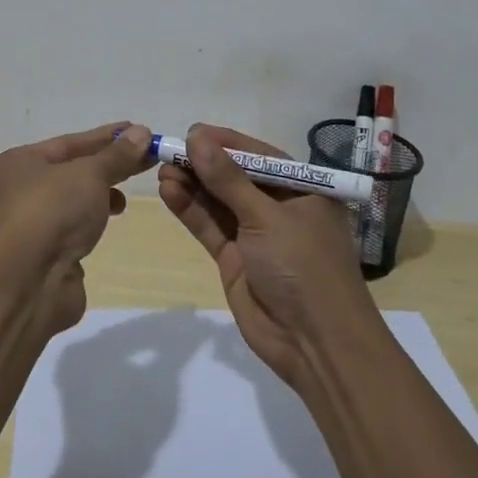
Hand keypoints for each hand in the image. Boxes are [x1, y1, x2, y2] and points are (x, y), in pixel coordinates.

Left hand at [0, 122, 152, 333]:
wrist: (26, 284)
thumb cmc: (51, 212)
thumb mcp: (90, 174)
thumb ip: (117, 155)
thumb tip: (142, 133)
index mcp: (17, 163)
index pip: (69, 142)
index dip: (106, 136)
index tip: (139, 131)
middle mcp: (17, 191)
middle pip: (71, 169)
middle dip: (108, 163)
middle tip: (146, 156)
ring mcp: (29, 225)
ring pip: (72, 199)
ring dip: (102, 191)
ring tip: (130, 189)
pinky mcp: (43, 254)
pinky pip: (73, 225)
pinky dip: (93, 217)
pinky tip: (113, 215)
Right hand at [157, 124, 371, 388]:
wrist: (316, 345)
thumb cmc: (304, 267)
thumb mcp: (267, 217)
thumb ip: (228, 179)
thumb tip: (196, 137)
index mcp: (302, 189)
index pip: (259, 156)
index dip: (225, 142)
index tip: (192, 132)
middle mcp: (279, 208)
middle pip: (235, 177)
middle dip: (203, 164)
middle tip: (168, 151)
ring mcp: (256, 235)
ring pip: (218, 202)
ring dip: (192, 185)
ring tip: (161, 169)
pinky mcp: (235, 259)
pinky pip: (210, 227)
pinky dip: (190, 210)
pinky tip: (169, 192)